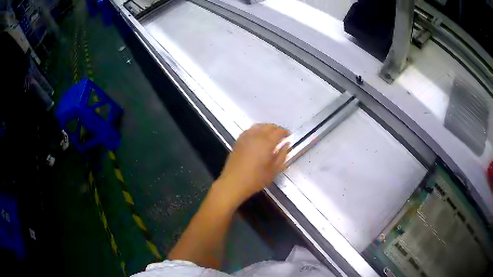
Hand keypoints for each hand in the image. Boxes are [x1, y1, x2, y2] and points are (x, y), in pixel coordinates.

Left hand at [213, 124, 289, 206]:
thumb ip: (282, 155)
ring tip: (271, 134)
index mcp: (266, 143)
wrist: (233, 183)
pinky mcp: (238, 141)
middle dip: (276, 129)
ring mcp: (245, 137)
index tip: (289, 134)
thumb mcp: (274, 170)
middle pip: (268, 126)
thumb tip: (286, 144)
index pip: (278, 132)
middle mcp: (256, 136)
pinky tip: (258, 136)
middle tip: (281, 135)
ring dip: (266, 128)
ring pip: (259, 126)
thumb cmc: (255, 179)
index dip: (284, 132)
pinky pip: (250, 130)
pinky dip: (257, 129)